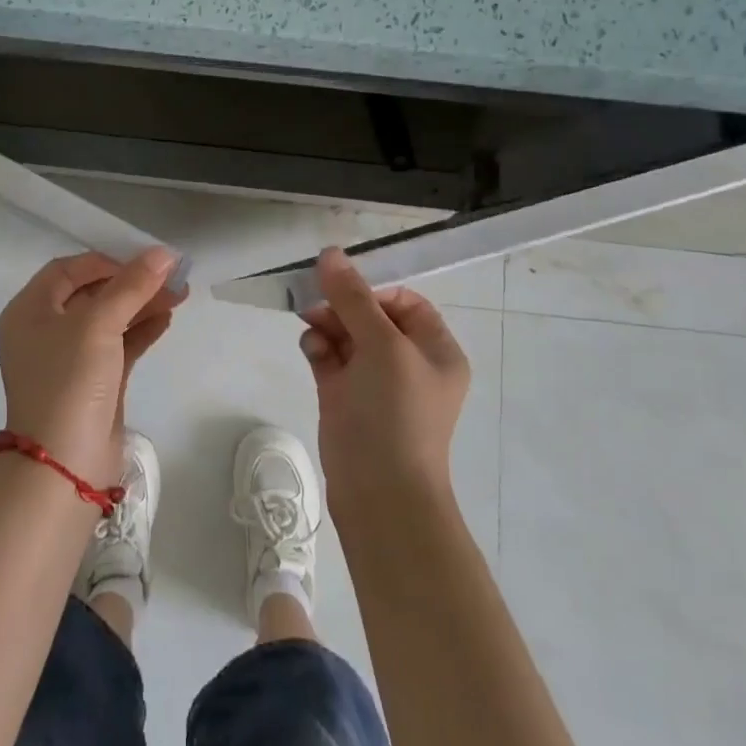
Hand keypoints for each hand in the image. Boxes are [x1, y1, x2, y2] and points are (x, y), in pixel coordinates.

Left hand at [0, 248, 181, 485]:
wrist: (65, 465)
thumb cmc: (70, 381)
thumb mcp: (98, 324)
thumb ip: (132, 286)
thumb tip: (165, 253)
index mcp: (29, 311)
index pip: (68, 270)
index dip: (105, 261)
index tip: (143, 262)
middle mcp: (44, 331)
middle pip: (91, 293)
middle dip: (131, 283)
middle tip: (172, 276)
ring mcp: (69, 359)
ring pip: (109, 320)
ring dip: (142, 305)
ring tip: (180, 294)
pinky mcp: (93, 382)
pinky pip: (119, 345)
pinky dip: (141, 331)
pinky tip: (167, 319)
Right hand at [299, 247, 470, 515]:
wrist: (380, 492)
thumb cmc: (395, 412)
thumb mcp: (381, 346)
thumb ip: (353, 297)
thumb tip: (330, 253)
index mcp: (434, 349)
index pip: (403, 302)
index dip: (372, 291)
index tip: (343, 290)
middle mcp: (407, 362)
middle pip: (370, 316)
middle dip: (342, 306)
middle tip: (314, 303)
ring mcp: (374, 381)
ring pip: (346, 334)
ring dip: (327, 324)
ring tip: (311, 327)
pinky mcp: (345, 397)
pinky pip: (330, 358)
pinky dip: (319, 347)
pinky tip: (311, 348)